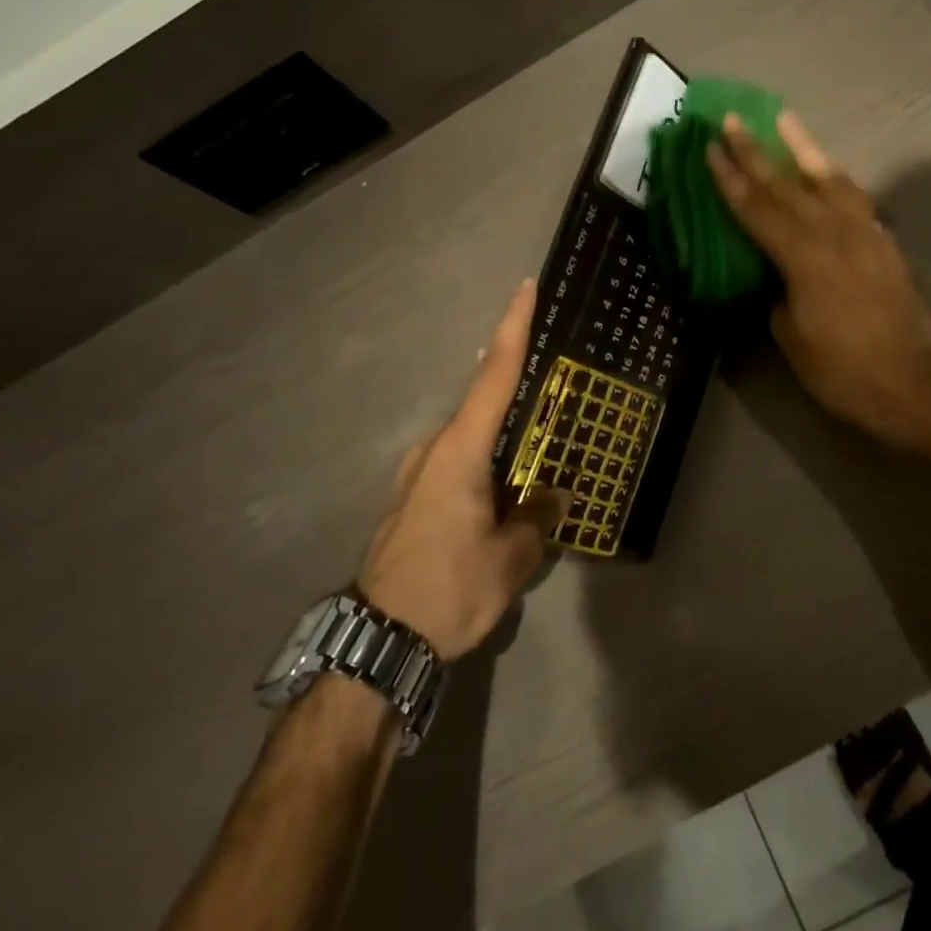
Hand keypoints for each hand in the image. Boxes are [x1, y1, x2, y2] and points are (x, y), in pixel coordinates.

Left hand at [357, 281, 564, 660]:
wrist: (377, 643)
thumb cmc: (447, 590)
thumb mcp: (508, 560)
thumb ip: (536, 520)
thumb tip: (553, 497)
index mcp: (460, 451)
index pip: (494, 375)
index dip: (512, 328)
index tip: (525, 287)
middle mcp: (434, 450)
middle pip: (481, 401)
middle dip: (513, 381)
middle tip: (550, 376)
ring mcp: (416, 475)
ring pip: (468, 436)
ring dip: (500, 431)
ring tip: (534, 441)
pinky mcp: (411, 500)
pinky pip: (457, 461)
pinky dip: (484, 458)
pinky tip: (503, 483)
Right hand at [707, 112, 930, 446]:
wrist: (912, 381)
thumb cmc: (842, 369)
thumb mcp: (791, 336)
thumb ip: (779, 293)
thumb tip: (777, 276)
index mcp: (803, 258)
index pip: (757, 209)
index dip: (730, 178)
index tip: (710, 147)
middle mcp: (833, 234)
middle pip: (786, 185)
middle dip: (755, 151)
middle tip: (731, 120)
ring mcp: (863, 233)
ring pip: (827, 179)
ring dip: (802, 148)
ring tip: (784, 119)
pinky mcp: (883, 242)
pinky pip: (854, 198)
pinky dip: (835, 178)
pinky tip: (826, 170)